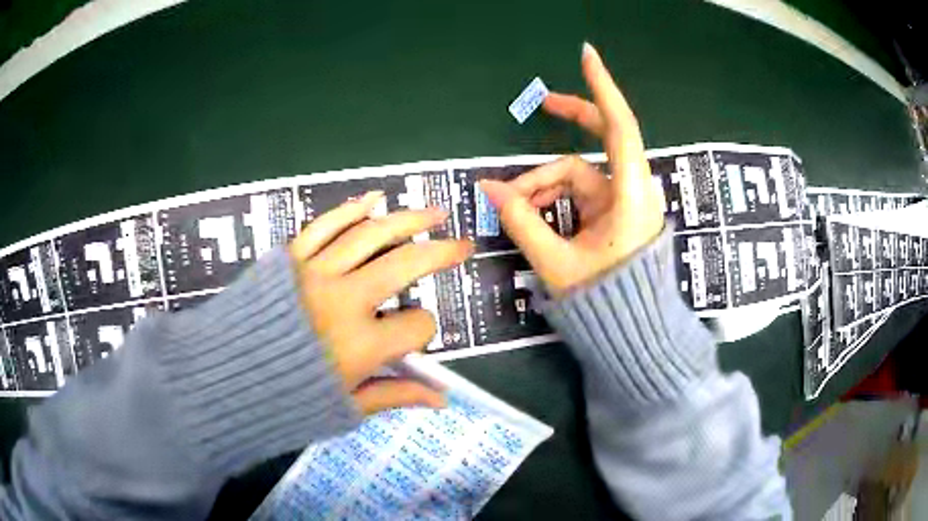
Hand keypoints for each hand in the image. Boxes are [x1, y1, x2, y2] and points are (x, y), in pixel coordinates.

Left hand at [288, 191, 472, 414]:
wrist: (226, 377)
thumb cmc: (286, 397)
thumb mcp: (345, 406)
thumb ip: (395, 395)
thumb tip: (441, 399)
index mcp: (360, 345)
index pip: (417, 326)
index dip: (423, 330)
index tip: (413, 336)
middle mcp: (343, 300)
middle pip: (405, 265)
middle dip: (441, 254)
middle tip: (461, 245)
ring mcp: (315, 272)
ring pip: (371, 235)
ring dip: (408, 220)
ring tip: (435, 213)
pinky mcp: (291, 257)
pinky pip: (325, 225)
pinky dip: (351, 209)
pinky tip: (375, 199)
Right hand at [480, 43, 663, 297]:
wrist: (633, 334)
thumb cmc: (604, 302)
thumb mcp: (556, 263)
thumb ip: (522, 222)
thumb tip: (488, 189)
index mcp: (629, 196)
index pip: (620, 128)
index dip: (601, 89)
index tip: (587, 56)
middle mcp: (631, 191)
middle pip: (600, 140)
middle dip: (570, 121)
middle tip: (542, 103)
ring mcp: (622, 202)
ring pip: (578, 174)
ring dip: (543, 184)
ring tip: (511, 208)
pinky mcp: (613, 214)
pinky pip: (578, 193)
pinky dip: (553, 198)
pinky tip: (529, 214)